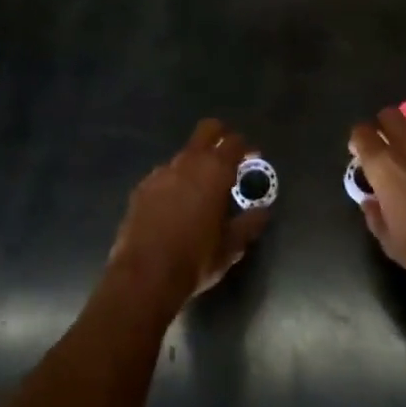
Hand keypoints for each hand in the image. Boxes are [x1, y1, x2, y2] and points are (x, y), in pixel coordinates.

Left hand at [109, 119, 269, 313]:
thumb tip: (263, 212)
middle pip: (207, 130)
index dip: (246, 147)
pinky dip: (174, 182)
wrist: (144, 276)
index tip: (252, 158)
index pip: (235, 142)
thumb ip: (249, 224)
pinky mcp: (141, 188)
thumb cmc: (195, 259)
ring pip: (184, 155)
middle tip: (227, 156)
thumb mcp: (231, 247)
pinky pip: (164, 175)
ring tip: (199, 190)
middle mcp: (188, 162)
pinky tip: (174, 206)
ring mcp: (161, 173)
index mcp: (215, 171)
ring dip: (195, 164)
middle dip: (220, 135)